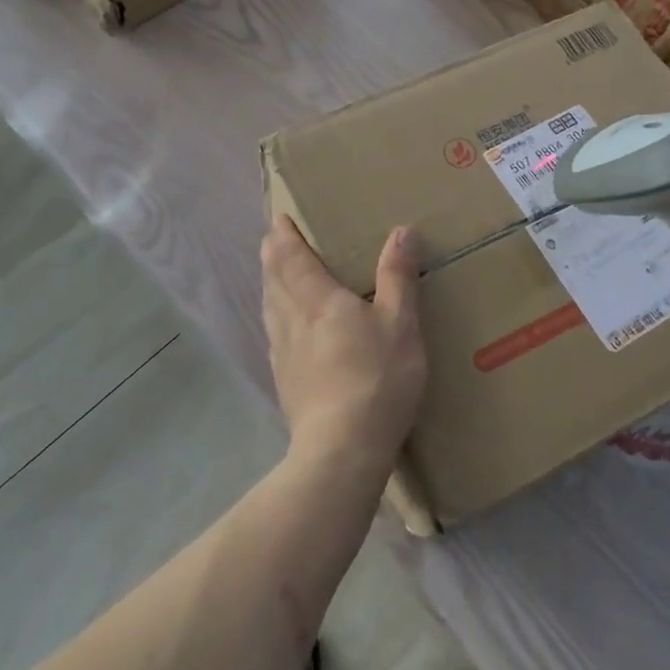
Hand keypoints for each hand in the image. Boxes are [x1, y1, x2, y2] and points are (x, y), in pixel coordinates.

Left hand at [261, 216, 424, 469]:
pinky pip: (273, 333)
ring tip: (280, 275)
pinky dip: (276, 315)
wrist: (341, 450)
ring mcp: (281, 351)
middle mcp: (291, 318)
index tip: (279, 218)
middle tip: (278, 239)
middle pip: (273, 277)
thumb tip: (401, 231)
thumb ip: (398, 277)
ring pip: (269, 305)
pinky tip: (287, 327)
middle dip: (273, 254)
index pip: (289, 255)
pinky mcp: (282, 379)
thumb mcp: (401, 324)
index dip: (282, 234)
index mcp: (316, 298)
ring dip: (272, 283)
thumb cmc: (375, 379)